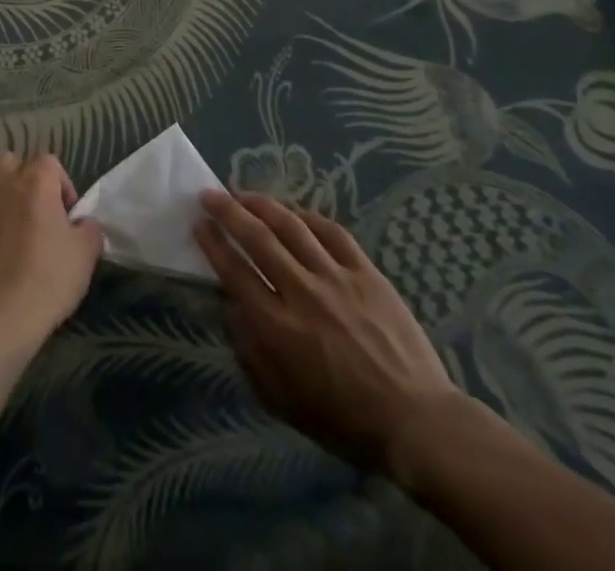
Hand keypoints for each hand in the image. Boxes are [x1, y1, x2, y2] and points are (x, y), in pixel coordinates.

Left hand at [0, 152, 102, 355]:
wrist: (3, 317)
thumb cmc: (50, 280)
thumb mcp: (87, 253)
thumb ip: (89, 228)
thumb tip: (82, 222)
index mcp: (36, 183)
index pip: (49, 161)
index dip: (61, 183)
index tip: (66, 212)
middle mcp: (1, 184)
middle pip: (8, 160)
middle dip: (20, 176)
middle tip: (31, 206)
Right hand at [194, 190, 466, 484]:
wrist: (416, 421)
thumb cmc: (345, 420)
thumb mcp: (285, 401)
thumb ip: (252, 353)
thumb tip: (232, 310)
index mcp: (279, 329)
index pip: (235, 272)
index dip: (213, 243)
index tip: (198, 223)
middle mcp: (303, 293)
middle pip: (258, 238)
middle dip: (228, 212)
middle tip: (210, 195)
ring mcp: (337, 278)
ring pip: (292, 226)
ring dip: (263, 205)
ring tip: (244, 193)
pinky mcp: (367, 272)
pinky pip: (333, 232)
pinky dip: (309, 217)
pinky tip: (295, 213)